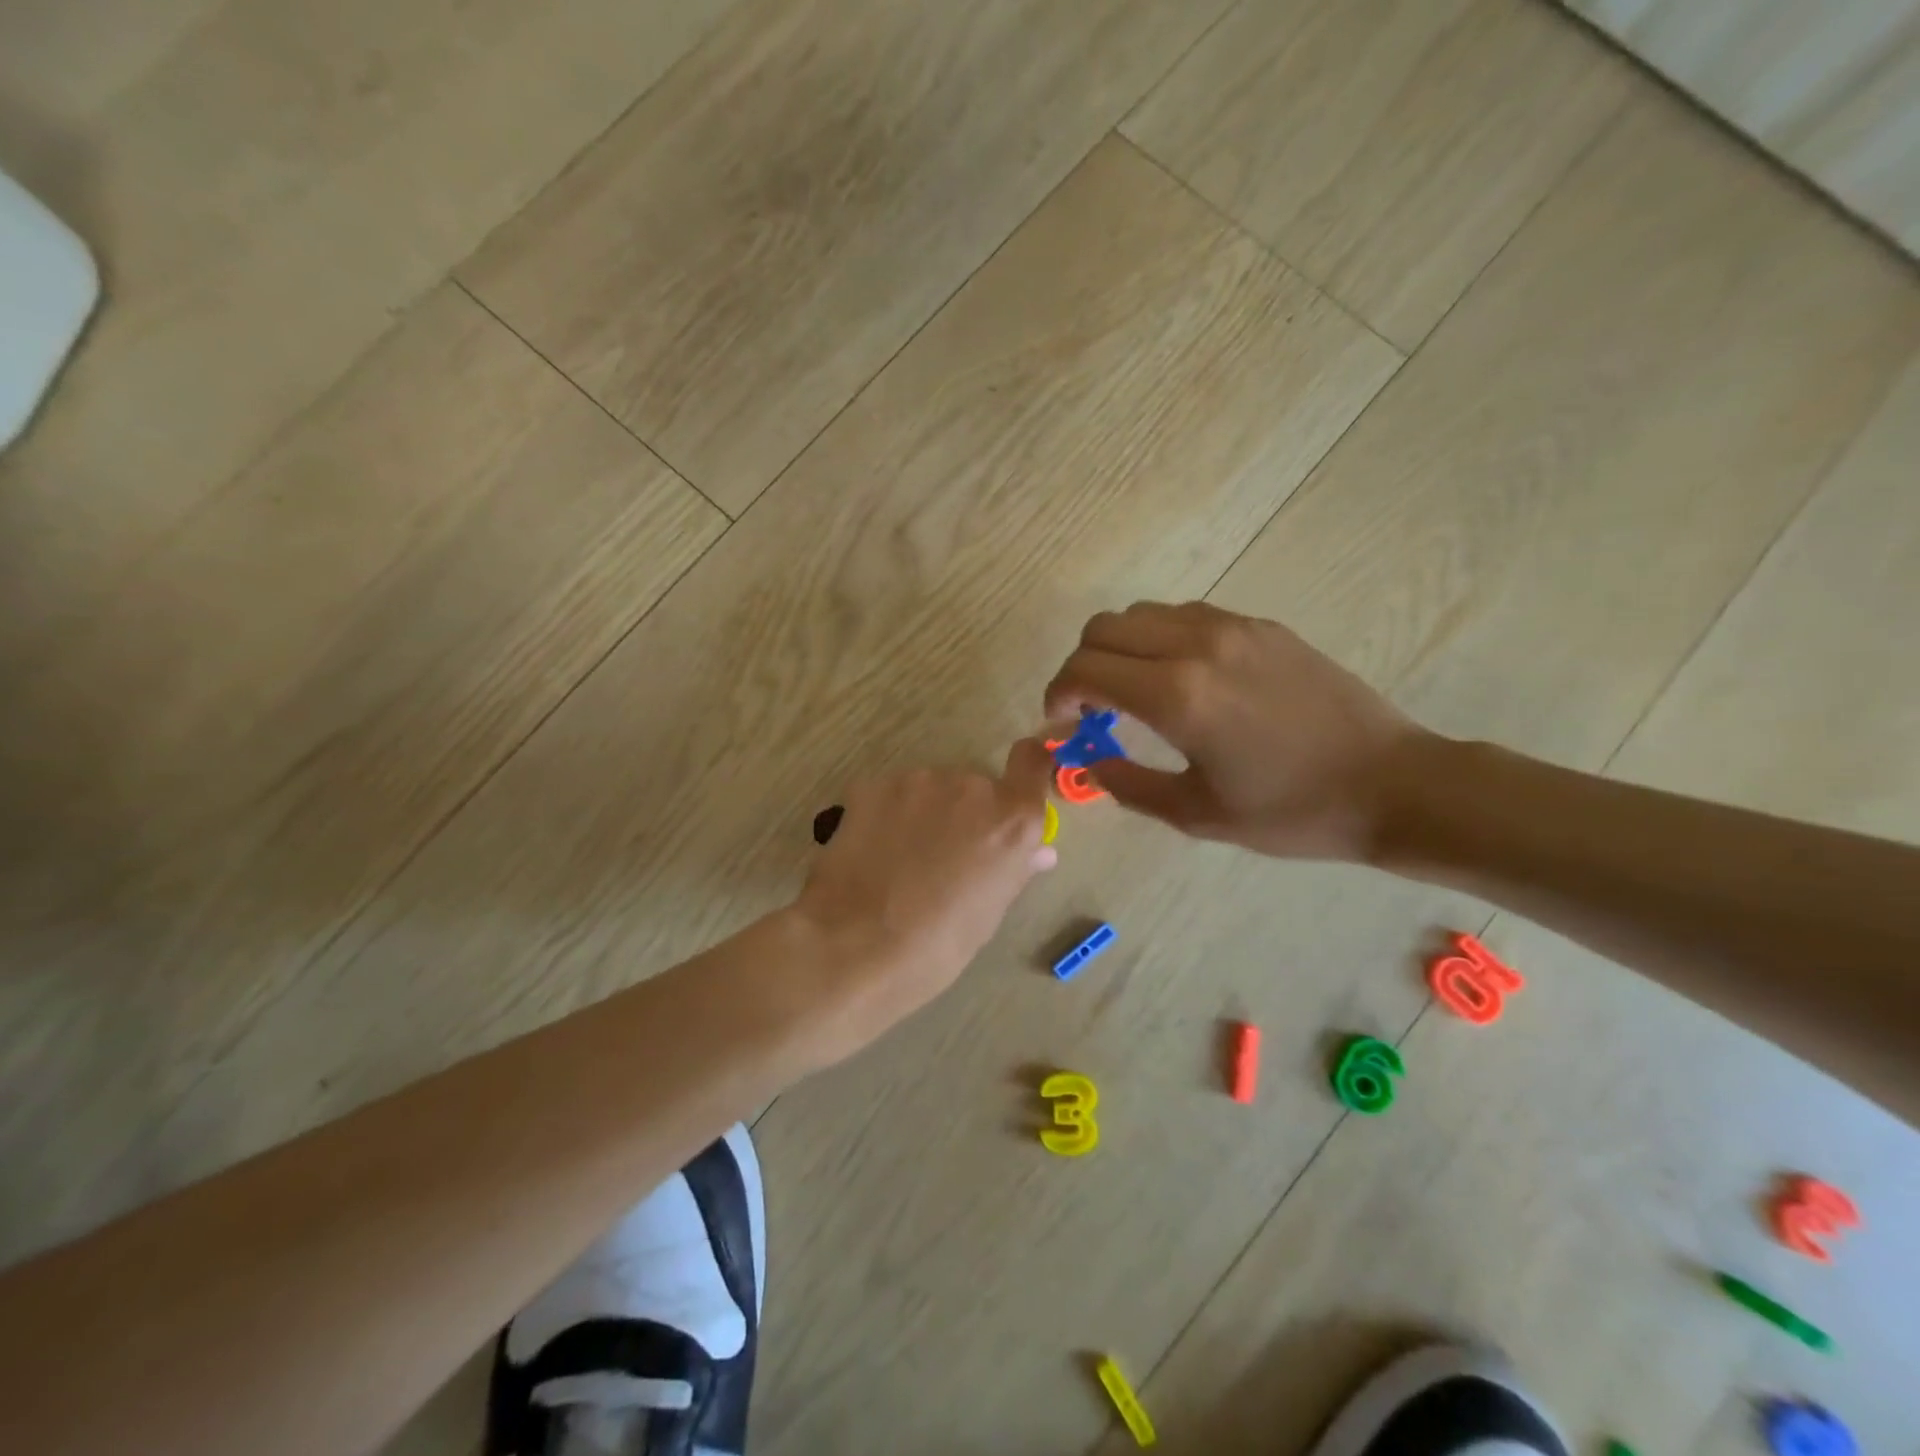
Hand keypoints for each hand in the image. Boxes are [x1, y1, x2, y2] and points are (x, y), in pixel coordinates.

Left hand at [792, 739, 1057, 1056]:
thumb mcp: (987, 914)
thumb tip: (1038, 852)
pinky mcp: (873, 785)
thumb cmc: (936, 945)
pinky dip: (888, 815)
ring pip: (931, 789)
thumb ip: (1014, 869)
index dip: (1026, 768)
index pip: (1032, 760)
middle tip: (943, 856)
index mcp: (1011, 819)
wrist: (854, 946)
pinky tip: (873, 852)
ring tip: (901, 859)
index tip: (1014, 789)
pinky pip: (892, 795)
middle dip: (965, 812)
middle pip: (976, 786)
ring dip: (925, 812)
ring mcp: (919, 781)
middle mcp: (971, 786)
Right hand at [1043, 601, 1423, 859]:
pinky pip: (1185, 615)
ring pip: (1142, 614)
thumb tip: (1089, 762)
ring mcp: (1233, 627)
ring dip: (1120, 648)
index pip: (1085, 669)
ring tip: (1133, 692)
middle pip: (1104, 627)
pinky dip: (1159, 639)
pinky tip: (1180, 678)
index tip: (1062, 723)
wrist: (1392, 783)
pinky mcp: (1261, 626)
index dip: (1058, 694)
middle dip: (1081, 665)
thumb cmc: (1291, 811)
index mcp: (1177, 696)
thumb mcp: (1197, 814)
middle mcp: (1197, 645)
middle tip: (1091, 708)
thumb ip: (1128, 784)